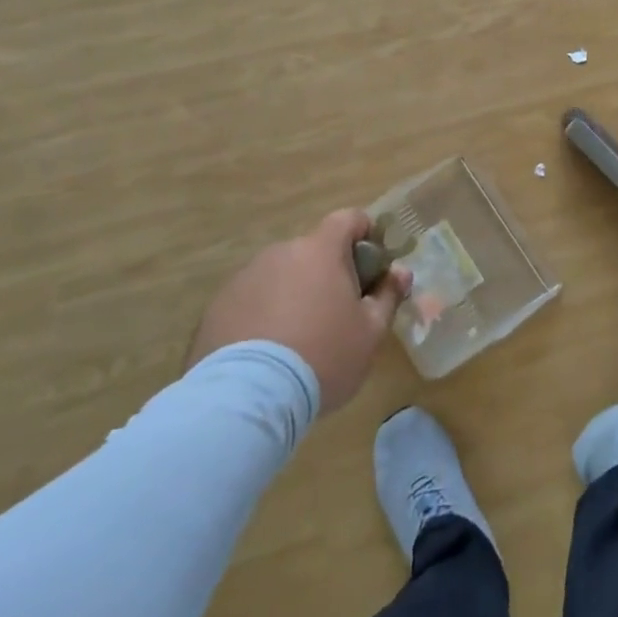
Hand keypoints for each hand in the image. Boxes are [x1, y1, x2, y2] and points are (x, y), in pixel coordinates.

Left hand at [186, 209, 411, 412]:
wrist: (247, 398)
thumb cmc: (324, 356)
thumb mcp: (370, 332)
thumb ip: (388, 295)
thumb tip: (401, 272)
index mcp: (320, 250)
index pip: (348, 219)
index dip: (365, 234)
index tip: (372, 265)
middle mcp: (280, 253)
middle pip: (313, 251)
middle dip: (327, 273)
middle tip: (337, 314)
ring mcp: (244, 278)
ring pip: (280, 276)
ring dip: (293, 294)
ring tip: (298, 340)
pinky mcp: (216, 307)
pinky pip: (251, 301)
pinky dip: (263, 316)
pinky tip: (267, 354)